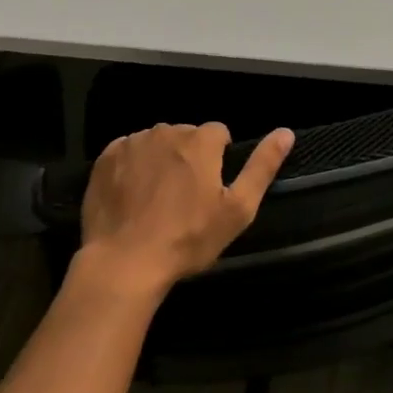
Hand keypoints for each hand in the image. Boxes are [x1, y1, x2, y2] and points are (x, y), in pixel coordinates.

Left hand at [75, 122, 293, 299]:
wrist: (124, 262)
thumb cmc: (187, 239)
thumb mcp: (237, 210)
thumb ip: (262, 167)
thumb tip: (286, 133)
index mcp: (201, 141)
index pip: (219, 133)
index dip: (219, 158)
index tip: (211, 188)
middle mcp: (167, 131)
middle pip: (186, 135)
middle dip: (188, 157)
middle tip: (184, 197)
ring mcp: (133, 142)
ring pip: (156, 142)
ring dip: (161, 159)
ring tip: (156, 198)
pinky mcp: (105, 158)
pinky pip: (127, 151)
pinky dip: (132, 166)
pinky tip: (132, 195)